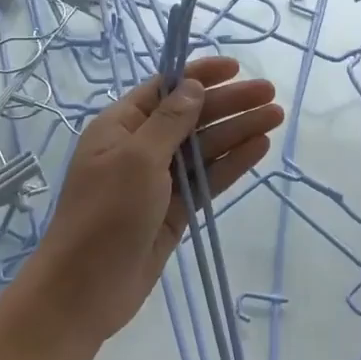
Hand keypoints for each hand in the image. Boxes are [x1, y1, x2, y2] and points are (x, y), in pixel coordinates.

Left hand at [31, 57, 281, 345]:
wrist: (84, 291)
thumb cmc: (104, 215)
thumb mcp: (137, 160)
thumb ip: (170, 122)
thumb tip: (193, 86)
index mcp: (120, 126)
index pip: (165, 89)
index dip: (199, 75)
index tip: (235, 68)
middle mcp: (139, 148)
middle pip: (191, 117)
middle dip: (229, 104)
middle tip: (270, 95)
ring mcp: (158, 181)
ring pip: (204, 148)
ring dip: (238, 130)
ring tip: (276, 117)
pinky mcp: (174, 210)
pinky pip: (207, 179)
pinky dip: (232, 163)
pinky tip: (258, 148)